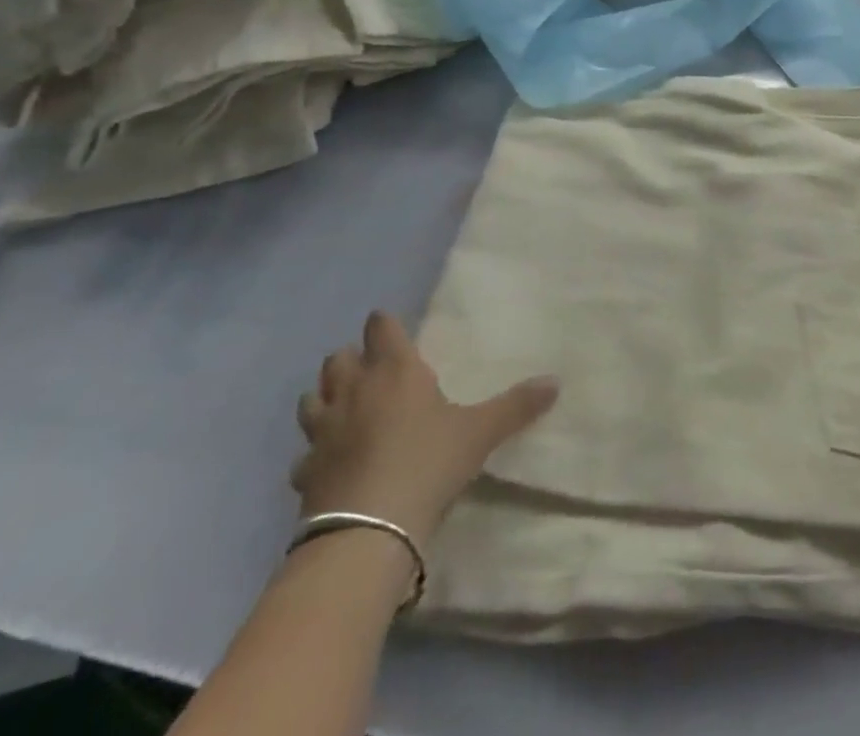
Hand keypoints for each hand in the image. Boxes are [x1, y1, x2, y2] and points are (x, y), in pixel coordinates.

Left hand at [292, 311, 557, 545]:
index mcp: (395, 371)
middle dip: (351, 359)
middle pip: (338, 359)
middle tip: (372, 368)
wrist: (366, 533)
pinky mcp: (304, 474)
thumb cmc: (427, 463)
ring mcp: (323, 433)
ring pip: (312, 400)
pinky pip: (304, 455)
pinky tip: (329, 463)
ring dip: (325, 398)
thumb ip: (516, 406)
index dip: (385, 325)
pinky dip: (315, 454)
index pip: (381, 328)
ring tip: (344, 407)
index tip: (391, 327)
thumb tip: (555, 381)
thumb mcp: (480, 433)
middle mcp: (354, 392)